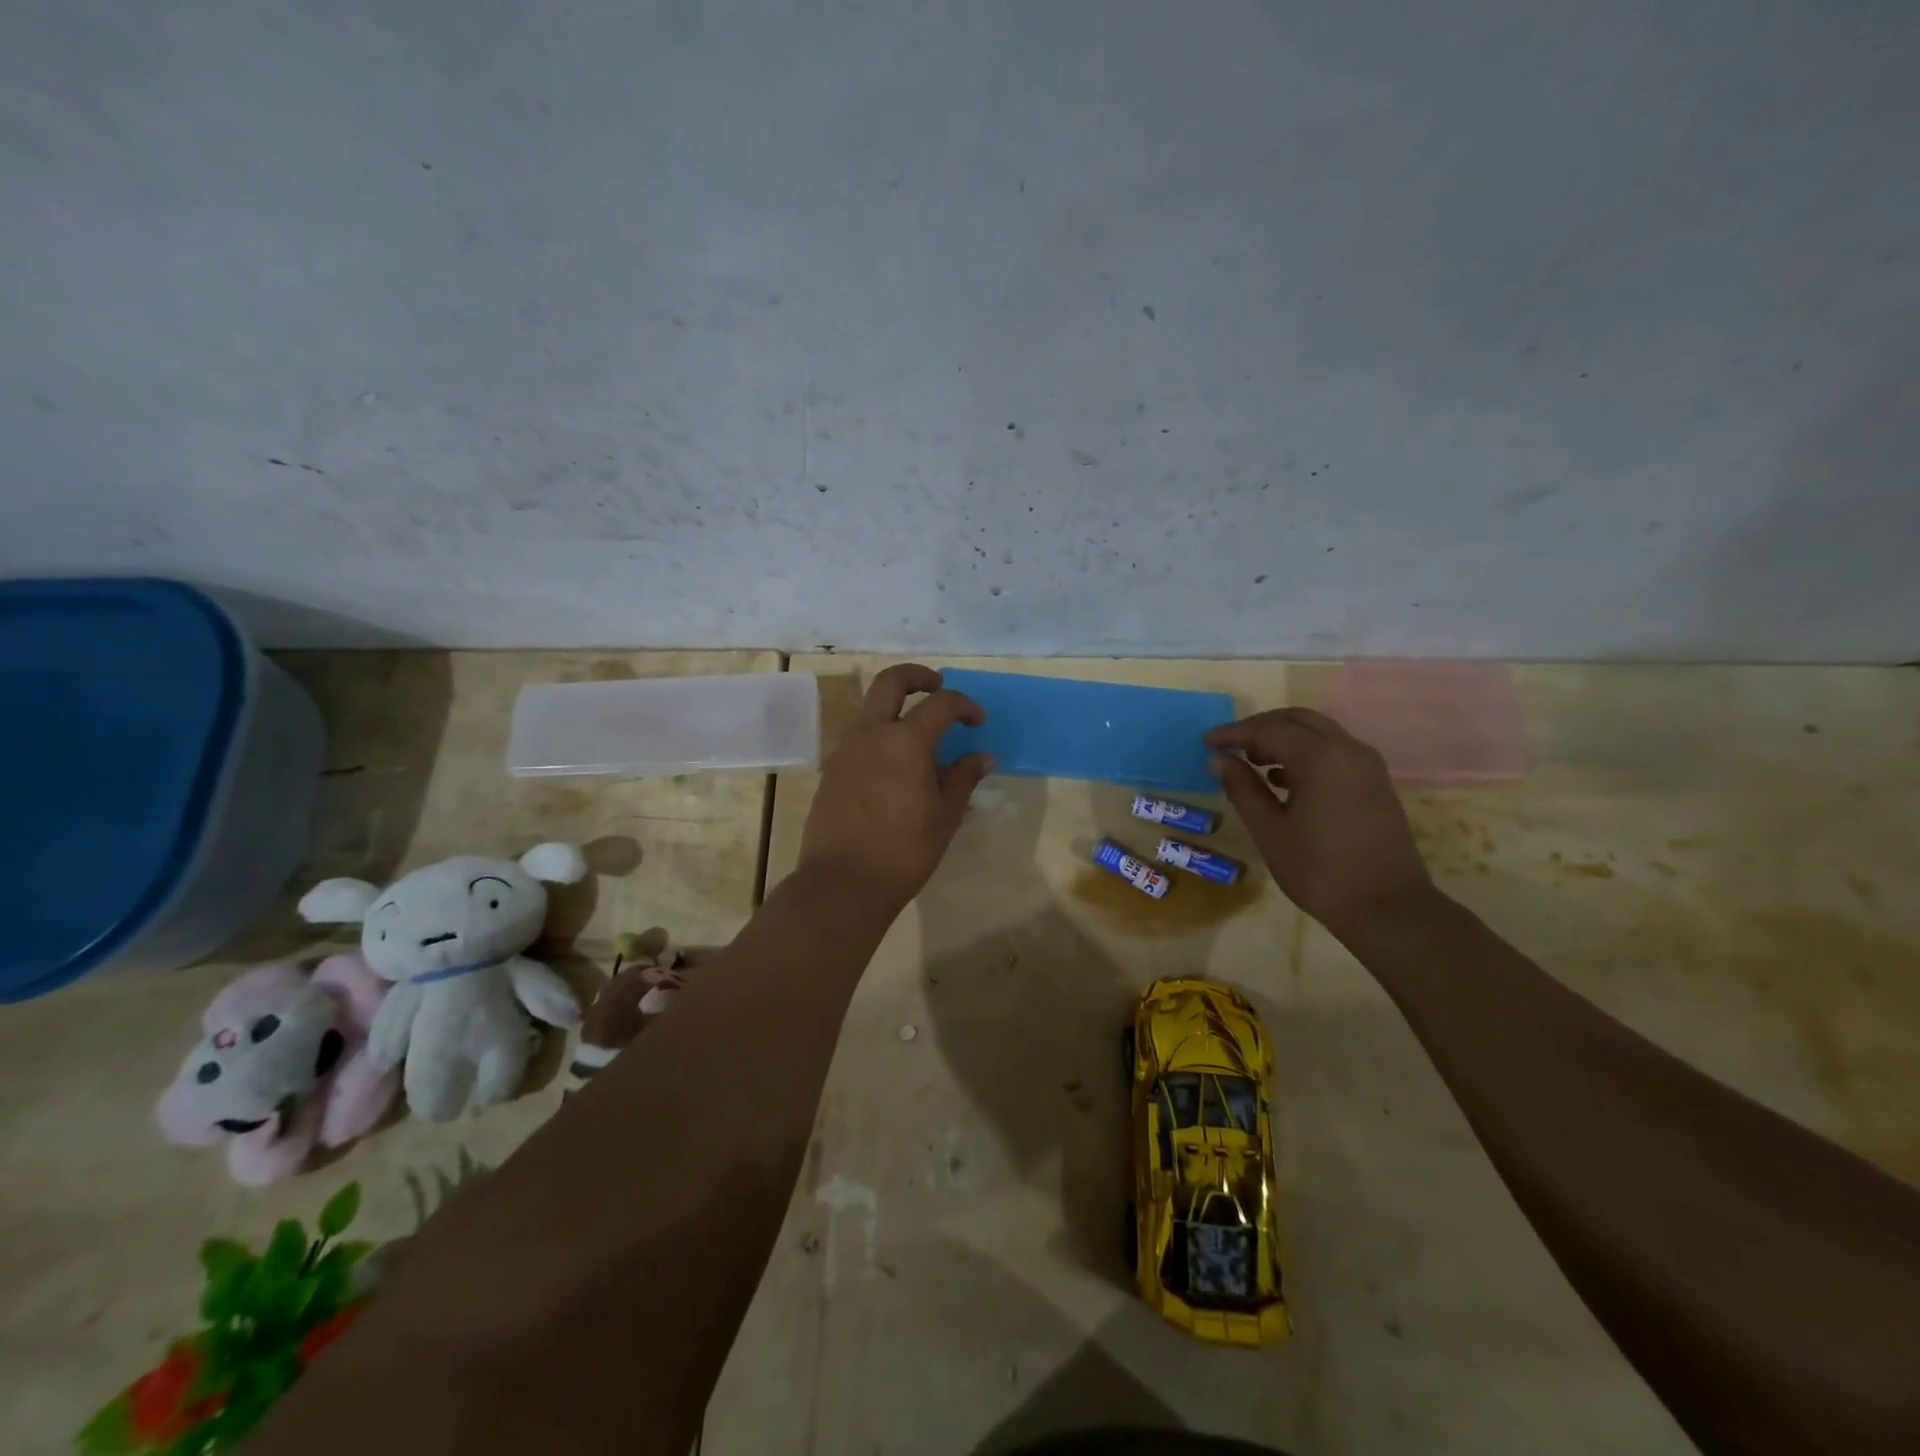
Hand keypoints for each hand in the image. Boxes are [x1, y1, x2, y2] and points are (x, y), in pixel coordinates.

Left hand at [797, 664, 993, 908]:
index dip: (965, 706)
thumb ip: (963, 778)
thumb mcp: (945, 815)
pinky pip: (859, 735)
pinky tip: (895, 763)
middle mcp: (871, 733)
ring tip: (919, 731)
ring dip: (895, 705)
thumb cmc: (903, 850)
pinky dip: (880, 733)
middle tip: (938, 686)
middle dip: (917, 676)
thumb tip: (982, 757)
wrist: (842, 882)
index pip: (940, 704)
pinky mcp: (831, 769)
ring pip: (870, 707)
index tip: (977, 722)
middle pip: (890, 681)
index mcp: (905, 740)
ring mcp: (845, 749)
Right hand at [1204, 707, 1434, 934]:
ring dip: (1283, 738)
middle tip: (1229, 746)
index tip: (1205, 742)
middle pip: (1297, 720)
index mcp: (1320, 757)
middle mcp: (1348, 750)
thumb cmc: (1319, 870)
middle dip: (1260, 727)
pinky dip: (1304, 752)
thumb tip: (1218, 760)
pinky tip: (1282, 779)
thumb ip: (1242, 789)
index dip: (1233, 733)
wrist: (1387, 907)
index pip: (1268, 730)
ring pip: (1318, 732)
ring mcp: (1366, 765)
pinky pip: (1334, 751)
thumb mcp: (1270, 830)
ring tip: (1251, 761)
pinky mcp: (1375, 782)